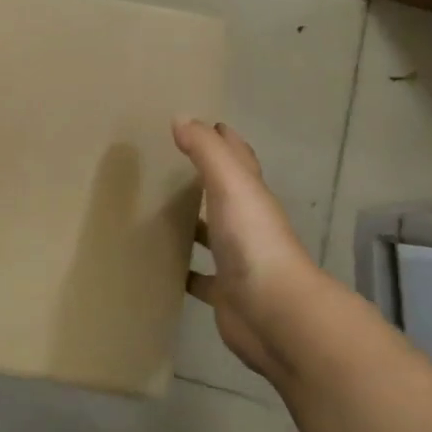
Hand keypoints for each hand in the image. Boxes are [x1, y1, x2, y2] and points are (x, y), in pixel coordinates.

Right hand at [174, 119, 319, 379]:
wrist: (275, 313)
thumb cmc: (253, 241)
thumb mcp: (230, 184)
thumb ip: (206, 151)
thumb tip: (182, 118)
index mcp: (252, 196)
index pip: (240, 159)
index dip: (226, 140)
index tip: (207, 124)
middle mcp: (247, 225)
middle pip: (225, 195)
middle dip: (205, 179)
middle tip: (170, 164)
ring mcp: (237, 261)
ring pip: (212, 235)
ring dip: (193, 224)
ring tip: (157, 211)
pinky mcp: (224, 293)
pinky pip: (199, 277)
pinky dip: (183, 269)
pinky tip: (160, 264)